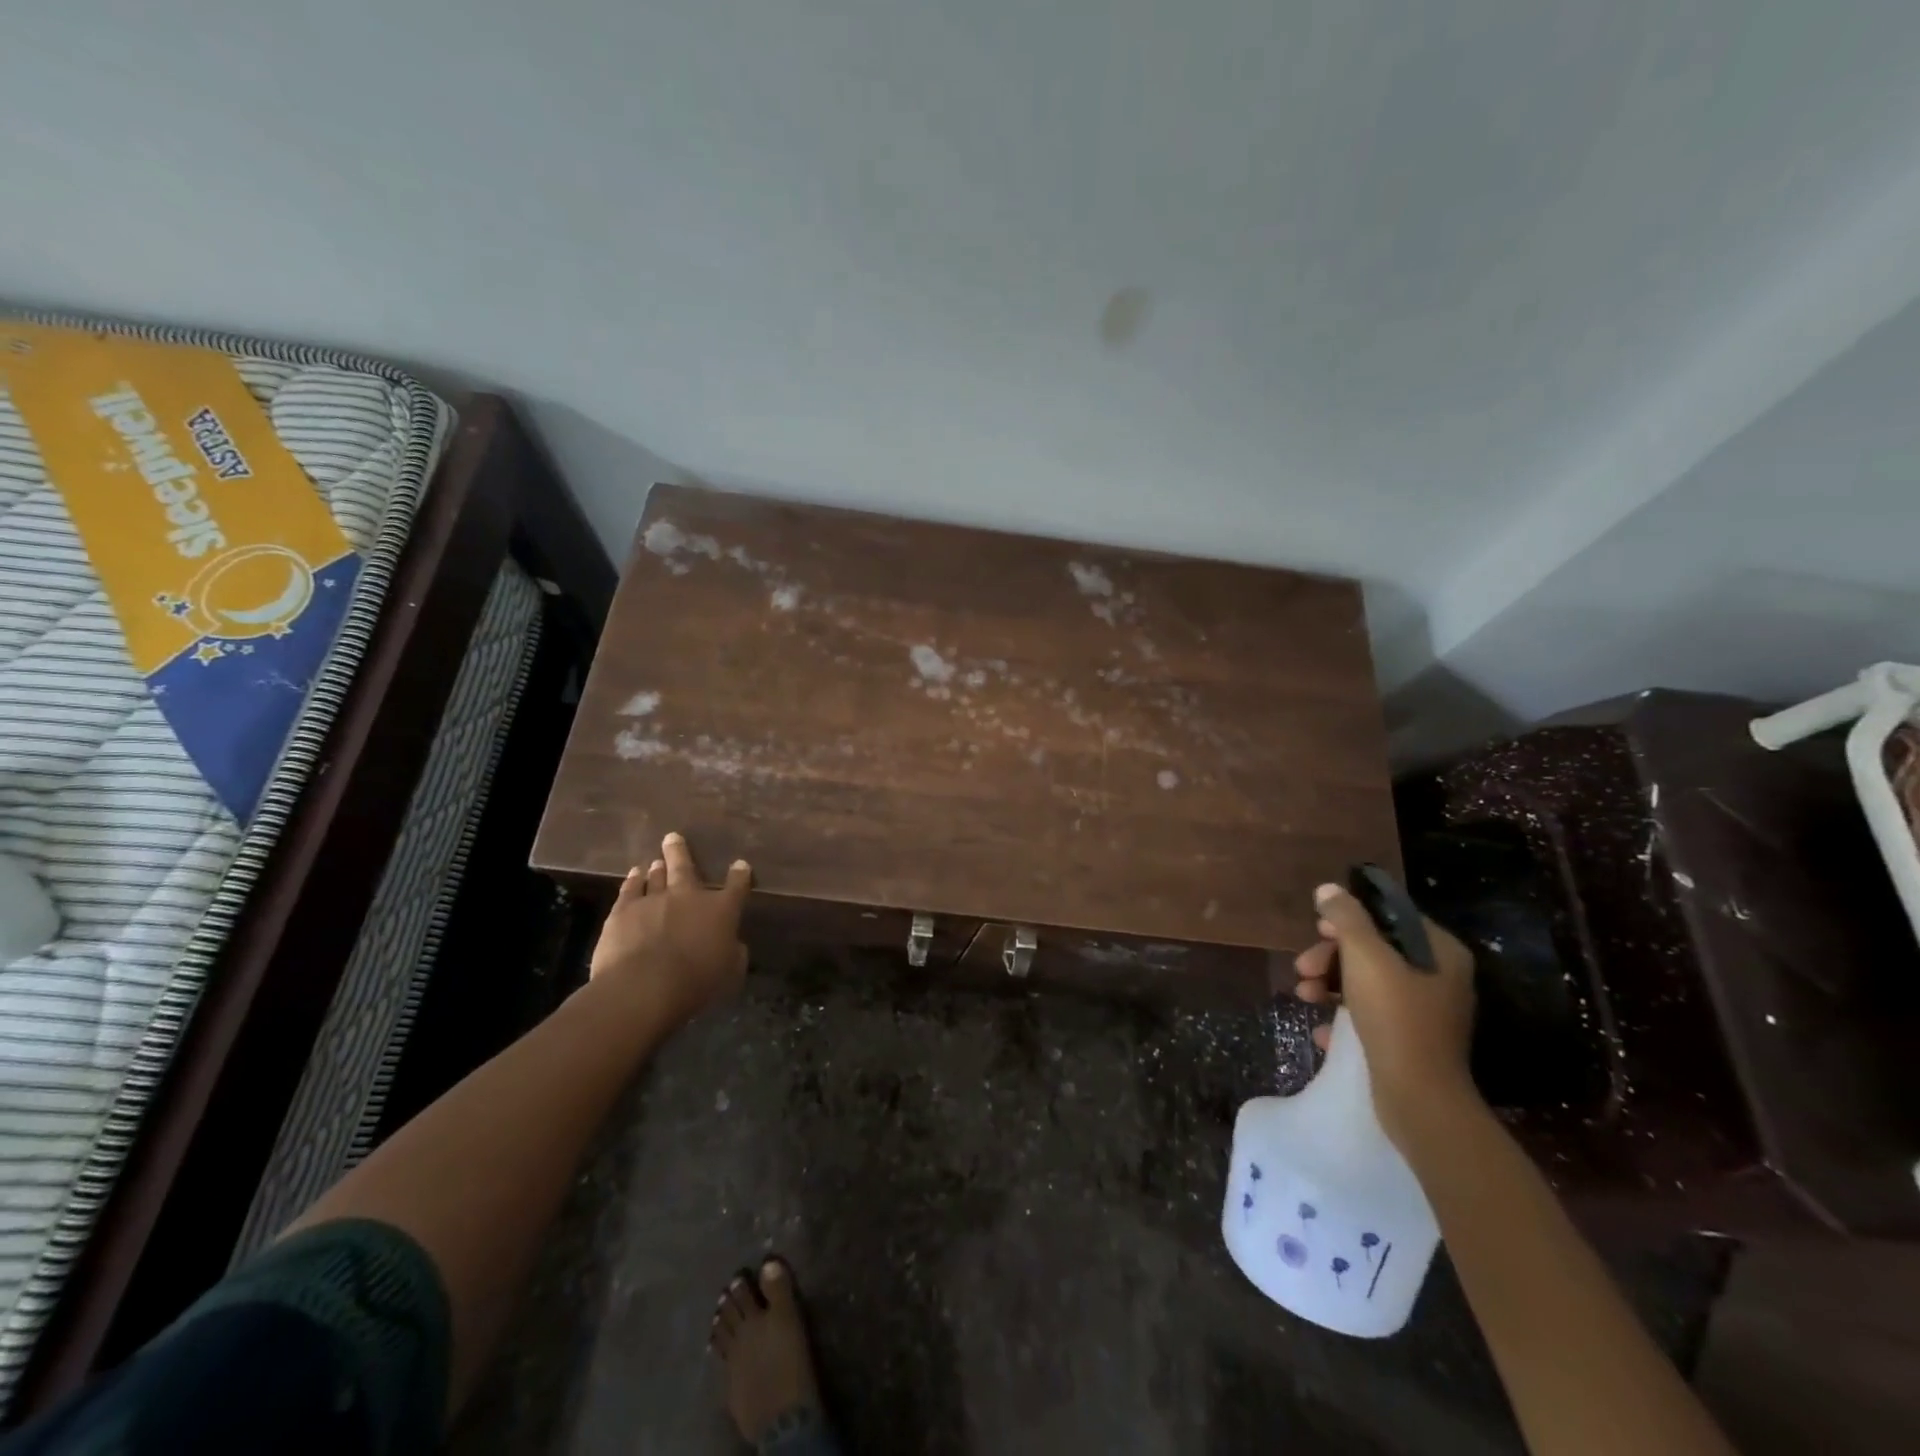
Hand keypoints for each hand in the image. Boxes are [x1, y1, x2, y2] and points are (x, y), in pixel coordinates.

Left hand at [590, 832, 751, 1026]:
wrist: (645, 986)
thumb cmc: (696, 983)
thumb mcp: (730, 972)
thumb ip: (733, 953)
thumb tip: (733, 943)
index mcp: (721, 910)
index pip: (736, 887)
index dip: (740, 875)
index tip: (740, 865)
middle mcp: (688, 897)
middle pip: (686, 868)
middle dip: (681, 852)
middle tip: (674, 837)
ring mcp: (654, 900)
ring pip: (657, 875)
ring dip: (658, 866)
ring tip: (657, 858)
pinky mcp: (623, 911)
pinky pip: (630, 889)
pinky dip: (633, 880)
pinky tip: (634, 874)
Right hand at [1294, 882, 1478, 1146]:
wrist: (1418, 1098)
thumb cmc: (1395, 1017)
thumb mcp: (1365, 957)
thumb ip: (1346, 918)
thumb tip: (1329, 889)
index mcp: (1440, 952)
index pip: (1391, 917)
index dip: (1350, 917)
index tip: (1317, 928)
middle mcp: (1439, 978)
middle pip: (1374, 950)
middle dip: (1330, 957)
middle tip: (1303, 968)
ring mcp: (1426, 1012)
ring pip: (1368, 983)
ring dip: (1329, 984)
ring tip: (1302, 997)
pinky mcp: (1411, 1042)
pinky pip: (1371, 1015)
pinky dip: (1343, 1017)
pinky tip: (1321, 1031)